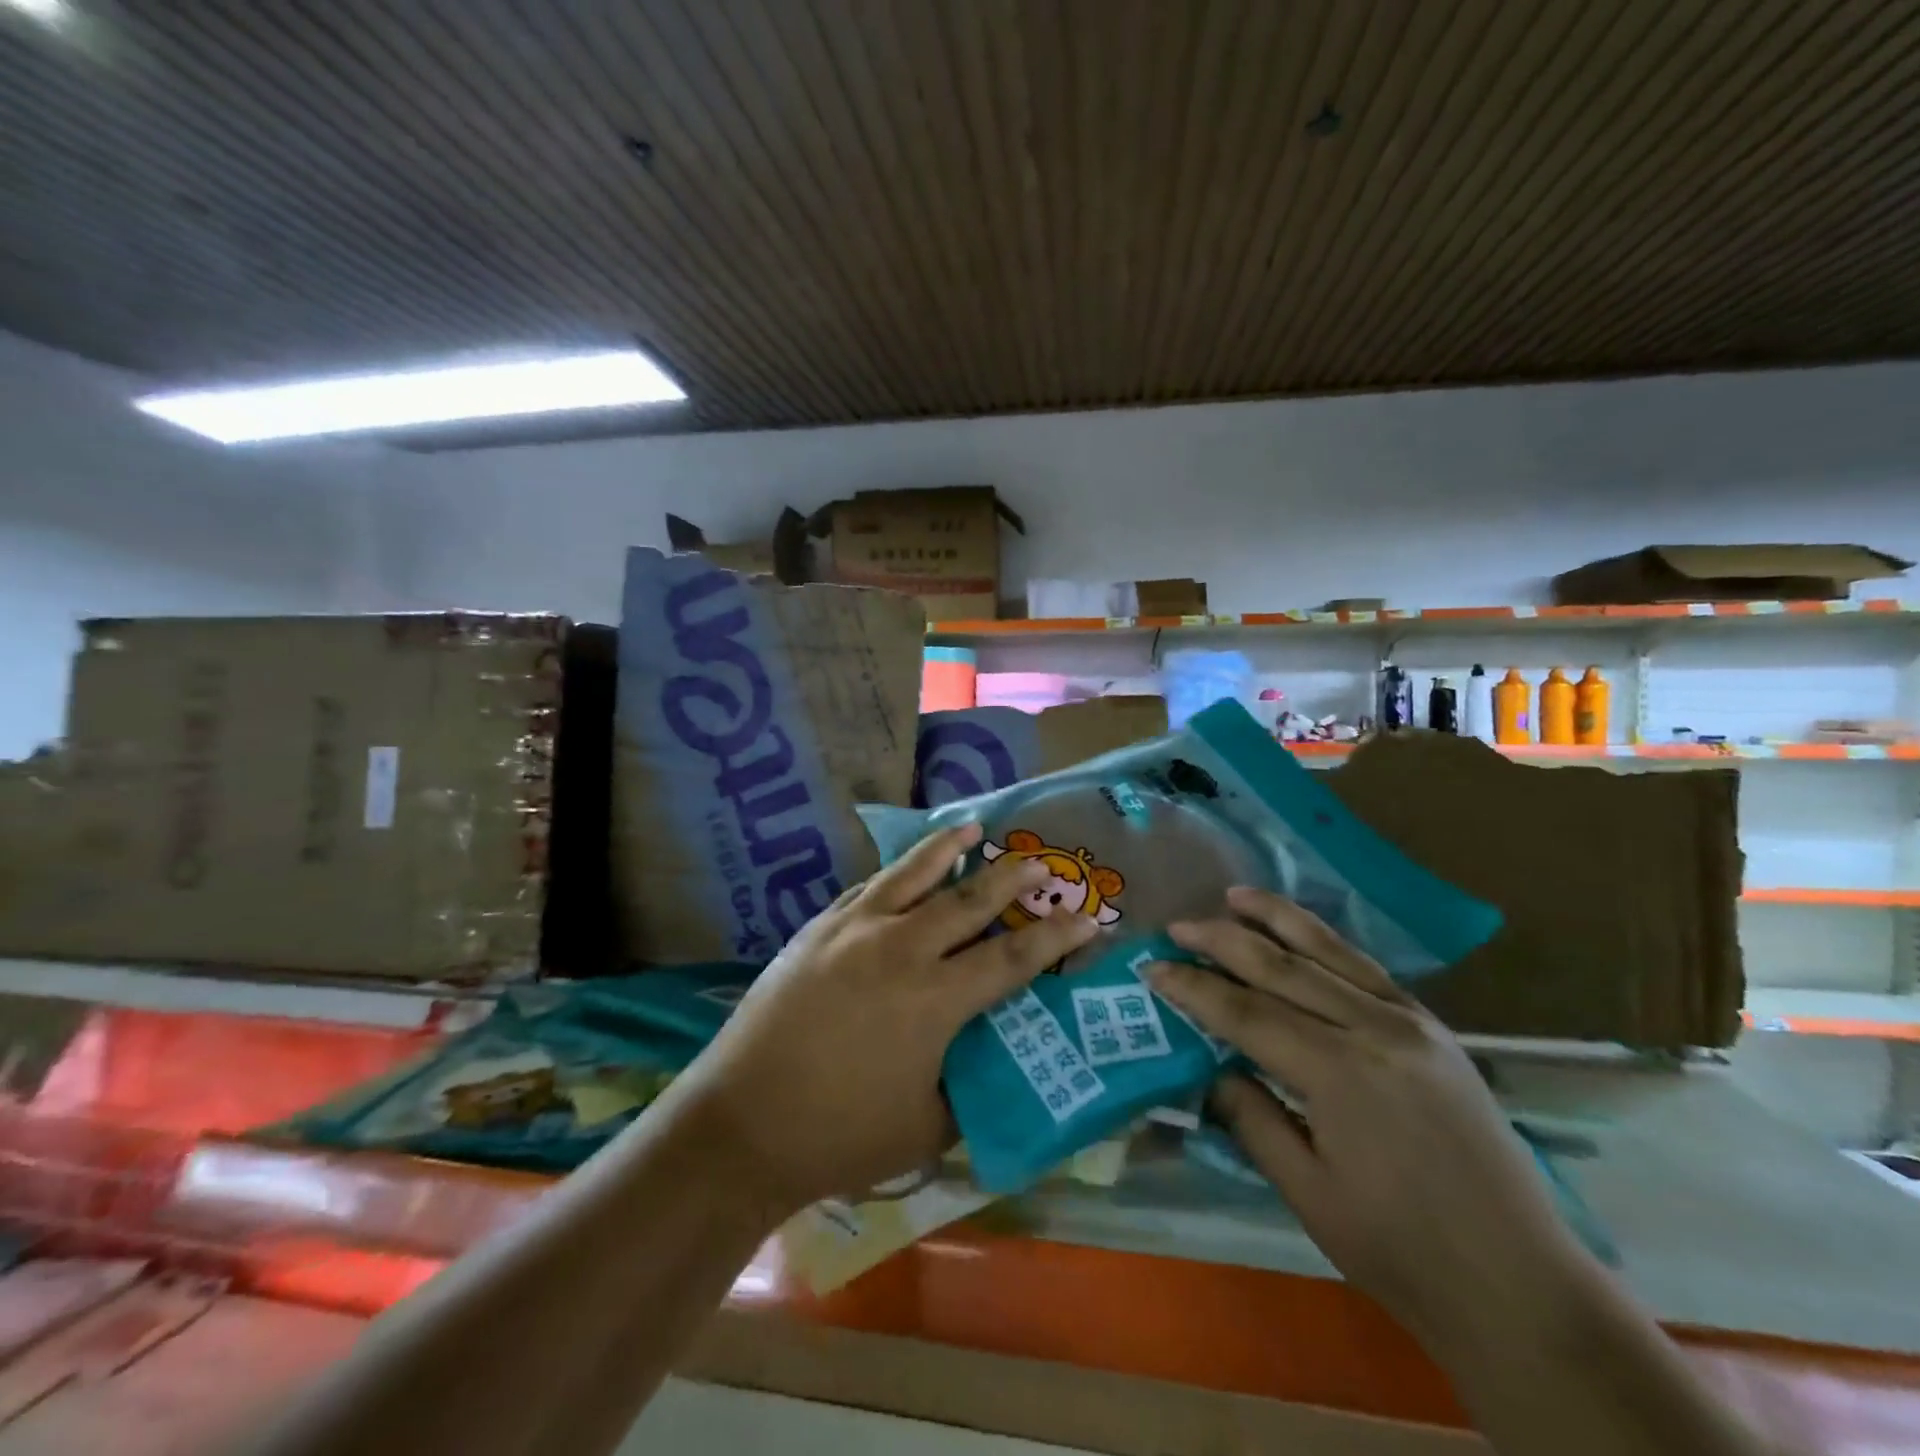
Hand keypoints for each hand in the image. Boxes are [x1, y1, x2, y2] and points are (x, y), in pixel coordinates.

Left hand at [671, 822, 1097, 1216]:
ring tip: (973, 827)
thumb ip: (968, 1087)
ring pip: (913, 875)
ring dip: (948, 850)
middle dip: (1012, 878)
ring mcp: (854, 931)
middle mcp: (901, 950)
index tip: (1088, 916)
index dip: (1055, 936)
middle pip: (968, 900)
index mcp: (935, 1000)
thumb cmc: (840, 1135)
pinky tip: (905, 867)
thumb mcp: (927, 1127)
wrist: (740, 1124)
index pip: (1012, 957)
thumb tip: (990, 1059)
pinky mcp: (818, 929)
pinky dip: (897, 873)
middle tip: (1041, 860)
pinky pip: (868, 888)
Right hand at [1150, 887, 1594, 1347]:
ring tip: (1234, 895)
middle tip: (1177, 926)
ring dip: (1276, 918)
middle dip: (1222, 941)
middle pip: (1281, 967)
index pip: (1245, 1012)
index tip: (1152, 967)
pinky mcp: (1435, 1029)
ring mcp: (1411, 1023)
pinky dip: (1326, 942)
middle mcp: (1374, 1030)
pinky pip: (1367, 969)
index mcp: (1339, 1073)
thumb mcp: (1307, 1191)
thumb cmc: (1401, 1251)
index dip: (1193, 988)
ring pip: (1329, 952)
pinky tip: (1302, 931)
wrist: (1523, 1286)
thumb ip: (1251, 1117)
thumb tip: (1210, 1068)